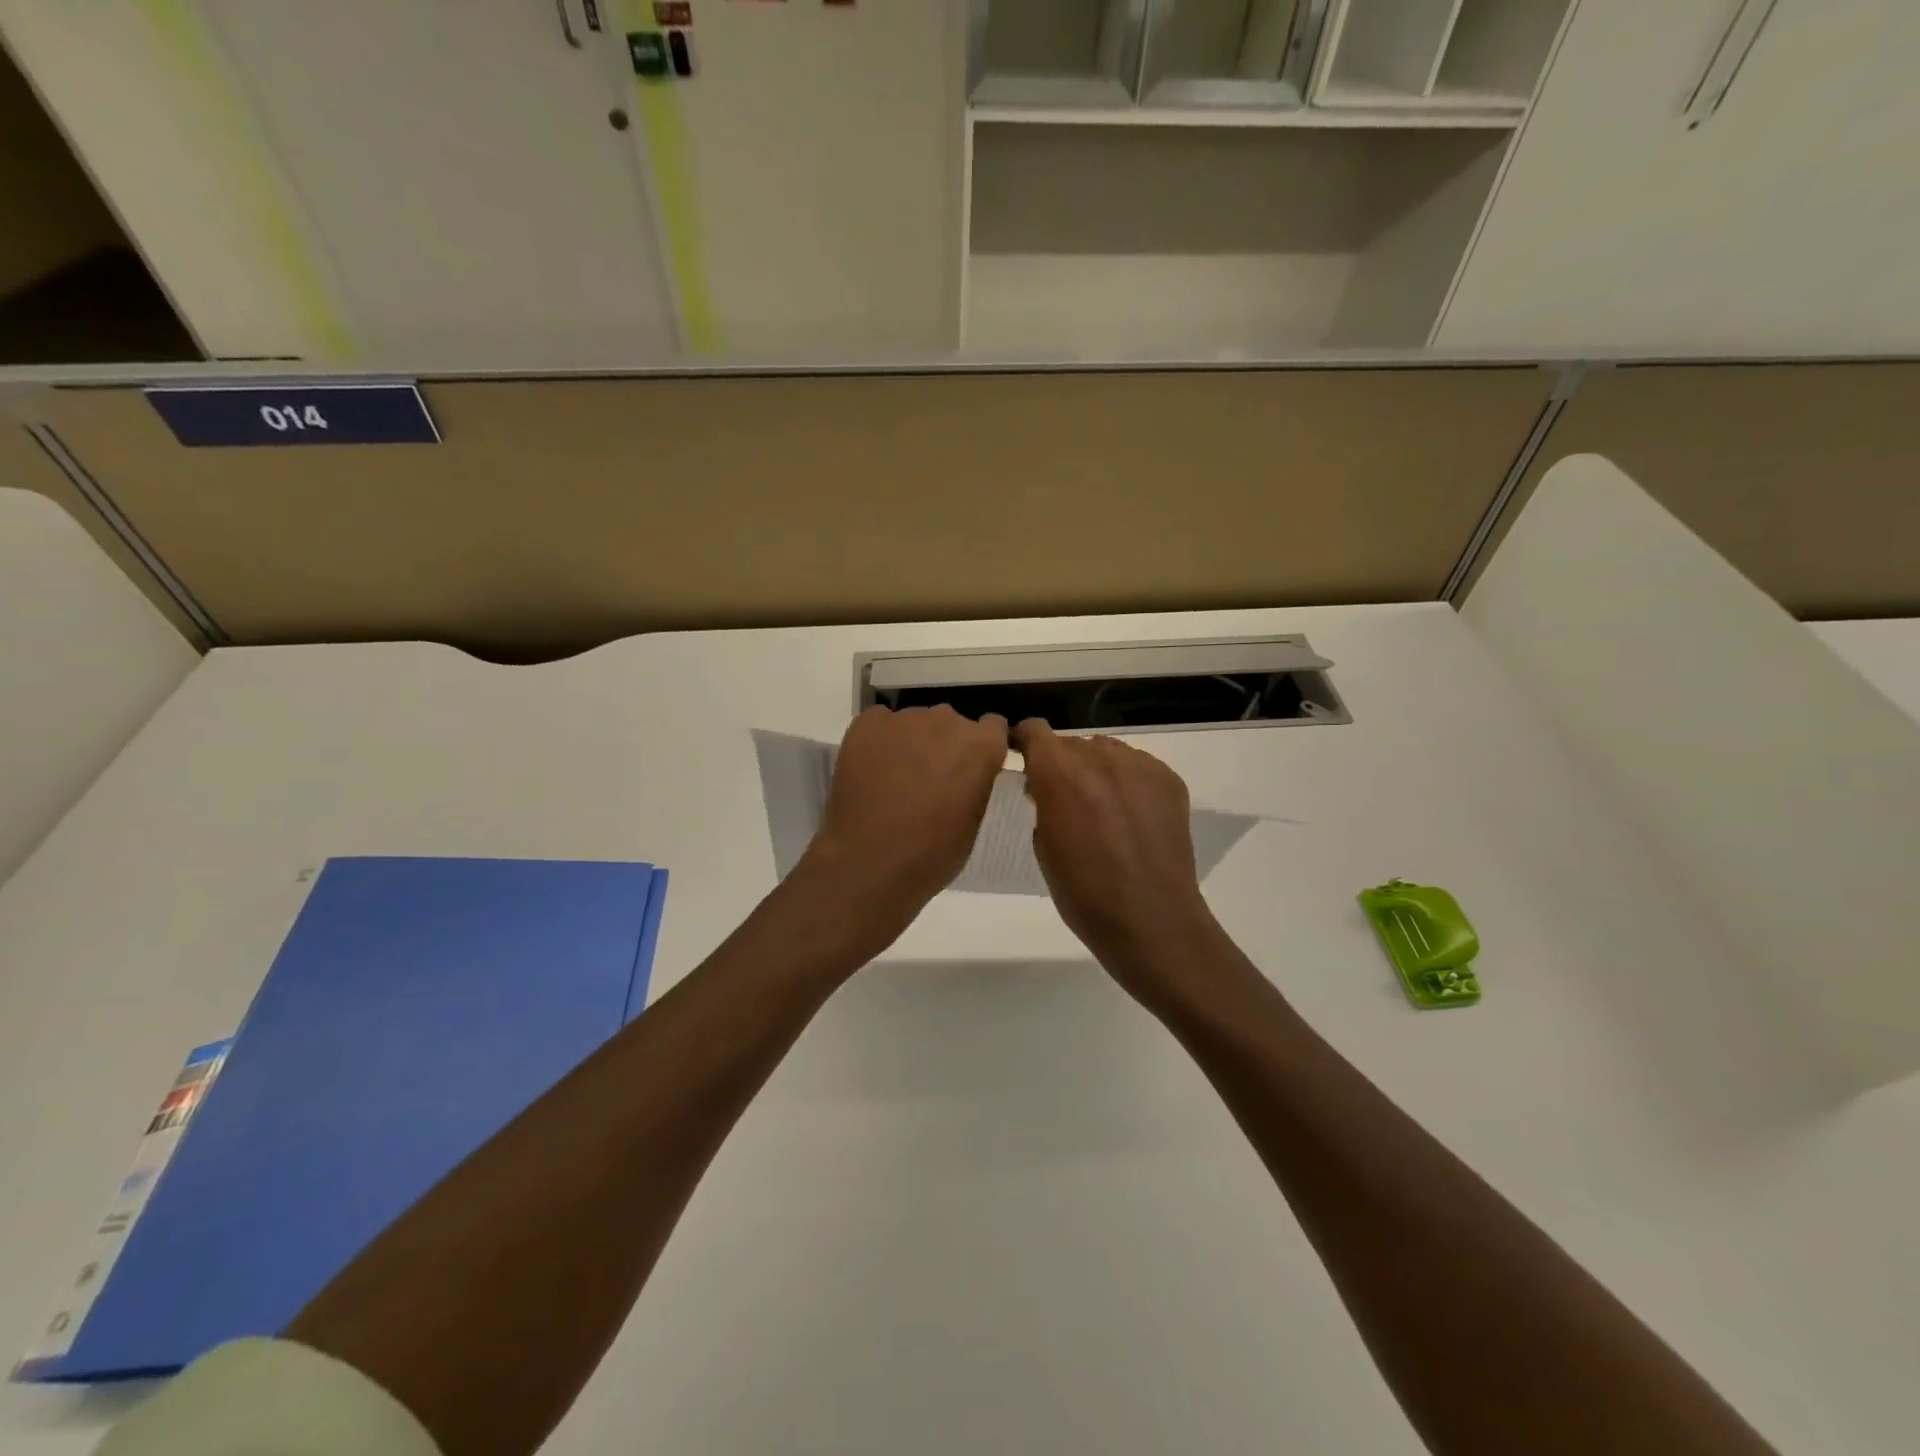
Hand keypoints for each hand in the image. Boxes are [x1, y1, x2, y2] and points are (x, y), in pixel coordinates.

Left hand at [797, 705, 1008, 941]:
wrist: (870, 862)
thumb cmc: (932, 853)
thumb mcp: (973, 819)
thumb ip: (976, 782)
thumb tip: (965, 772)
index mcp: (981, 745)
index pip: (993, 727)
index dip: (981, 747)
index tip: (971, 767)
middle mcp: (947, 721)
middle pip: (951, 723)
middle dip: (944, 745)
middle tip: (930, 779)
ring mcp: (904, 720)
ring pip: (915, 723)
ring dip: (912, 743)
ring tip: (896, 778)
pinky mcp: (867, 724)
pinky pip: (880, 724)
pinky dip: (879, 741)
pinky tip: (872, 770)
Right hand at [1017, 719, 1224, 1007]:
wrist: (1151, 920)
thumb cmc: (1083, 892)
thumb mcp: (1044, 846)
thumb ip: (1043, 803)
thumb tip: (1046, 787)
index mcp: (1060, 772)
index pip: (1035, 731)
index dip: (1025, 742)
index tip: (1023, 760)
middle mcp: (1100, 757)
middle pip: (1072, 743)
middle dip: (1063, 764)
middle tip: (1064, 798)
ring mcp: (1140, 766)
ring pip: (1107, 751)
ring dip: (1097, 770)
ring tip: (1102, 808)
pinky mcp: (1170, 780)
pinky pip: (1138, 767)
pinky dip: (1128, 782)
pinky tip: (1131, 817)